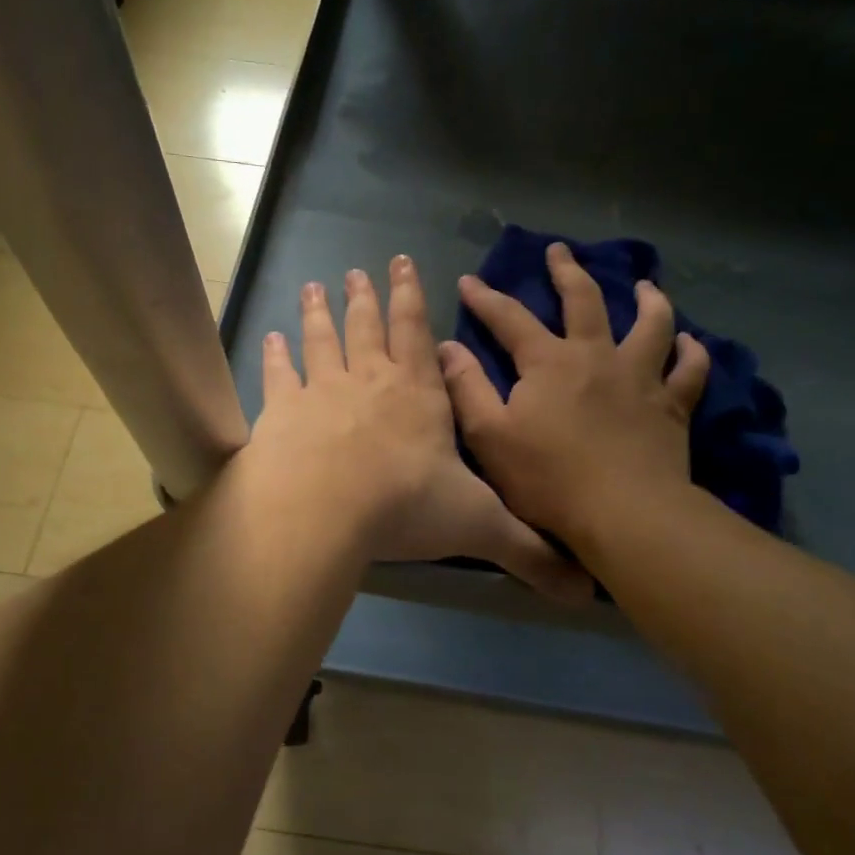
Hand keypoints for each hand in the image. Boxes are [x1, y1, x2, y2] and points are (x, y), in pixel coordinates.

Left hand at [246, 256, 590, 601]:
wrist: (324, 511)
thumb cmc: (406, 507)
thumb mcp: (479, 526)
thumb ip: (528, 550)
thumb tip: (583, 589)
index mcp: (419, 394)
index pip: (417, 332)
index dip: (412, 297)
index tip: (403, 264)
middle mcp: (371, 380)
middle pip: (368, 326)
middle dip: (366, 297)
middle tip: (358, 271)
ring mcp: (322, 389)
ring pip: (322, 339)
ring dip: (320, 312)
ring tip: (315, 286)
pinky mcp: (281, 411)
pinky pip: (279, 374)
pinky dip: (275, 354)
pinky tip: (270, 337)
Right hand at [438, 241, 711, 550]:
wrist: (623, 514)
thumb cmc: (548, 479)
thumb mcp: (489, 437)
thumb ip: (467, 388)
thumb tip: (446, 347)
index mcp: (548, 363)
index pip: (510, 318)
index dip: (486, 298)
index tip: (469, 280)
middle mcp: (596, 356)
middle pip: (584, 300)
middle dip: (567, 272)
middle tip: (559, 251)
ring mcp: (640, 378)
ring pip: (652, 325)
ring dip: (649, 300)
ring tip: (646, 286)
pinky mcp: (672, 406)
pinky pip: (689, 371)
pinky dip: (691, 354)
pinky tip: (690, 344)